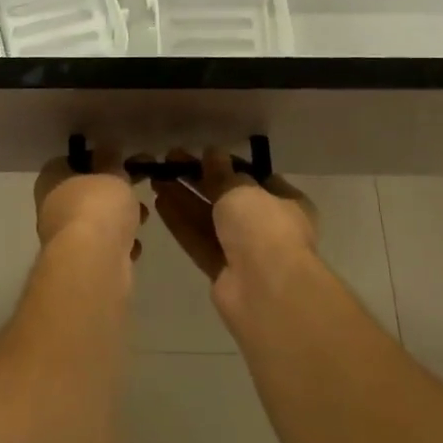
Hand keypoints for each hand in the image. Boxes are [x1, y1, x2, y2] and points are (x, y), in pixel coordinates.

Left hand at [33, 149, 148, 258]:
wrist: (94, 263)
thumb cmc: (98, 206)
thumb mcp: (111, 173)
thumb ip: (112, 160)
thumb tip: (108, 148)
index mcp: (50, 180)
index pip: (68, 161)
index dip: (94, 158)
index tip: (119, 161)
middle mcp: (51, 207)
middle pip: (85, 192)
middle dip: (112, 192)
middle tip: (135, 188)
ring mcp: (64, 238)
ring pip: (96, 221)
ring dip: (120, 219)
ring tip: (142, 217)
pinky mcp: (80, 264)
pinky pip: (103, 247)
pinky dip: (119, 245)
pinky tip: (133, 246)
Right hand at [152, 148, 317, 313]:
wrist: (266, 290)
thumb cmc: (264, 228)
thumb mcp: (241, 189)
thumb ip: (222, 173)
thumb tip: (213, 152)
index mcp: (286, 202)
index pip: (253, 177)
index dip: (226, 164)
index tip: (199, 152)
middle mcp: (267, 225)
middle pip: (227, 197)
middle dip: (198, 179)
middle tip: (169, 160)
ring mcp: (244, 250)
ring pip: (209, 219)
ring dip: (184, 198)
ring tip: (157, 177)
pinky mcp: (222, 271)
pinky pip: (199, 240)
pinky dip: (181, 222)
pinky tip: (159, 202)